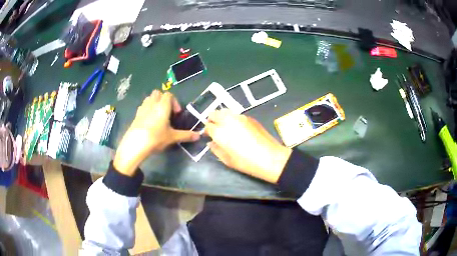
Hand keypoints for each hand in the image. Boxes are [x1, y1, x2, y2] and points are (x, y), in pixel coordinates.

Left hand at [114, 90, 199, 175]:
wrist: (135, 144)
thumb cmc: (156, 138)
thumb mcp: (172, 137)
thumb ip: (186, 135)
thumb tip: (198, 136)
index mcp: (163, 105)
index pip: (169, 95)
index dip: (174, 102)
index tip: (176, 114)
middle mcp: (152, 103)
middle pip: (158, 93)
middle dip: (163, 99)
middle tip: (167, 112)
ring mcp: (142, 108)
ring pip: (149, 98)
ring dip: (155, 103)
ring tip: (158, 116)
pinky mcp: (136, 114)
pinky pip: (143, 106)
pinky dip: (147, 109)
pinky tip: (149, 121)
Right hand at [205, 109, 291, 183]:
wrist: (271, 158)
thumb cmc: (247, 162)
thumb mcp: (227, 160)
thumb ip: (216, 149)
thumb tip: (211, 143)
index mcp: (220, 132)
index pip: (207, 126)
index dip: (207, 131)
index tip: (209, 136)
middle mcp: (228, 120)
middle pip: (214, 113)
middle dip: (212, 120)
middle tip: (215, 130)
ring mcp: (240, 117)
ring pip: (225, 111)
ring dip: (221, 117)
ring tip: (226, 127)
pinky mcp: (250, 117)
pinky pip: (236, 114)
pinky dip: (232, 118)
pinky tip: (238, 128)